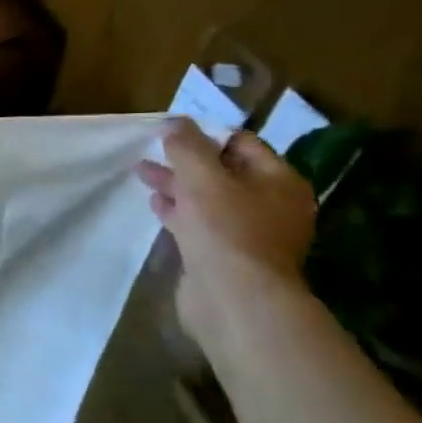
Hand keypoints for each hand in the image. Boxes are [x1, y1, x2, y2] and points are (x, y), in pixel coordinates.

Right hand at [136, 118, 316, 349]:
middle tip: (152, 151)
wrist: (234, 300)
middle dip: (186, 160)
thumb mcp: (202, 177)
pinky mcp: (227, 257)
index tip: (172, 132)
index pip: (242, 143)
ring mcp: (249, 234)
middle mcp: (271, 205)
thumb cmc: (226, 229)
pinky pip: (201, 225)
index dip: (206, 134)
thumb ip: (187, 146)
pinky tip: (156, 204)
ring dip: (177, 185)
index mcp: (279, 181)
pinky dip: (178, 211)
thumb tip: (175, 122)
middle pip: (224, 171)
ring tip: (142, 173)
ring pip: (209, 199)